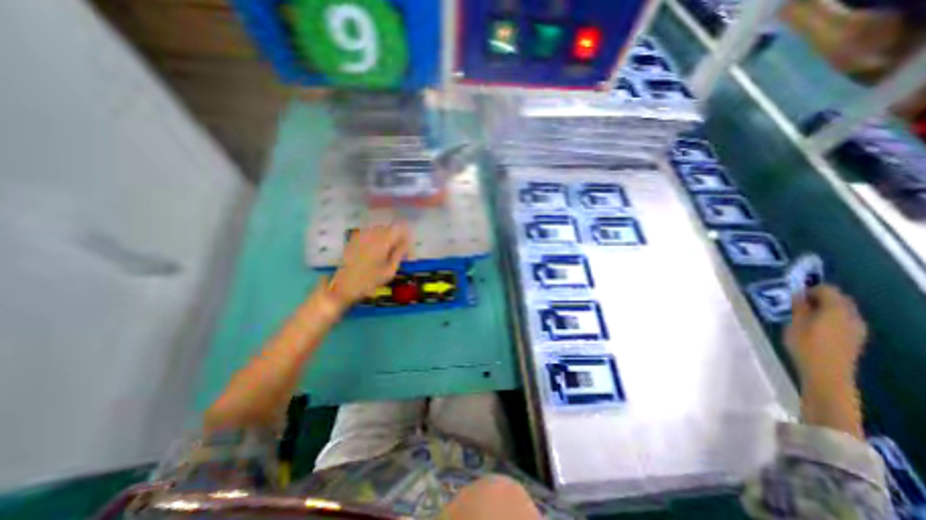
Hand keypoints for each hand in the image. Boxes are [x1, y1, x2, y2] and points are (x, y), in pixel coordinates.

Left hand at [327, 222, 410, 309]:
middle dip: (396, 237)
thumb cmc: (370, 281)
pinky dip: (375, 239)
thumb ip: (399, 254)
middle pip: (390, 228)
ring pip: (379, 230)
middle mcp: (372, 234)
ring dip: (386, 238)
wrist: (344, 286)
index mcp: (383, 241)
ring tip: (387, 253)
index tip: (407, 249)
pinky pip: (369, 233)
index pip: (400, 229)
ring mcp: (361, 235)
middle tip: (398, 253)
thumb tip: (406, 244)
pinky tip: (374, 252)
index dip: (406, 237)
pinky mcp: (353, 239)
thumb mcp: (390, 270)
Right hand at [787, 285, 868, 437]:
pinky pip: (845, 320)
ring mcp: (857, 328)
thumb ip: (799, 308)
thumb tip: (799, 295)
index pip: (828, 290)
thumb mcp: (795, 324)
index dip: (811, 288)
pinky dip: (831, 317)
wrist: (827, 374)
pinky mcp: (856, 338)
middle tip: (798, 303)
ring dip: (826, 308)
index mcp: (836, 310)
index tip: (794, 294)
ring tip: (804, 314)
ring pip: (843, 310)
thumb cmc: (805, 346)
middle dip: (820, 297)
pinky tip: (816, 326)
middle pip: (839, 299)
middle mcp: (852, 316)